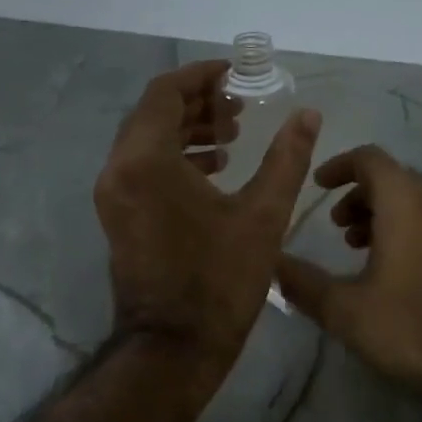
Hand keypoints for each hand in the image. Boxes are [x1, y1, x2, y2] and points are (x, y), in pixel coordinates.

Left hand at [94, 60, 321, 372]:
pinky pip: (142, 167)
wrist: (174, 346)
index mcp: (146, 161)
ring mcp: (113, 195)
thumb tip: (307, 114)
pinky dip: (175, 157)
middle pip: (154, 114)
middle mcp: (119, 170)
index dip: (201, 76)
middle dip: (198, 103)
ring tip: (233, 136)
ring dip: (188, 130)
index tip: (235, 75)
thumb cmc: (220, 279)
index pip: (165, 93)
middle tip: (240, 108)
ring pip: (146, 140)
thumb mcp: (263, 215)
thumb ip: (287, 157)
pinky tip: (216, 168)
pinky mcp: (118, 215)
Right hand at [276, 145, 421, 399]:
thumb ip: (303, 283)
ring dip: (381, 212)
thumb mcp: (346, 310)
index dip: (338, 166)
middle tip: (335, 226)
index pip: (369, 158)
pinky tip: (392, 267)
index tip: (317, 185)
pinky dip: (406, 227)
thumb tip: (271, 263)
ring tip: (358, 246)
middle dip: (358, 194)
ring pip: (413, 200)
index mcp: (405, 201)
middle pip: (391, 178)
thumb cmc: (414, 326)